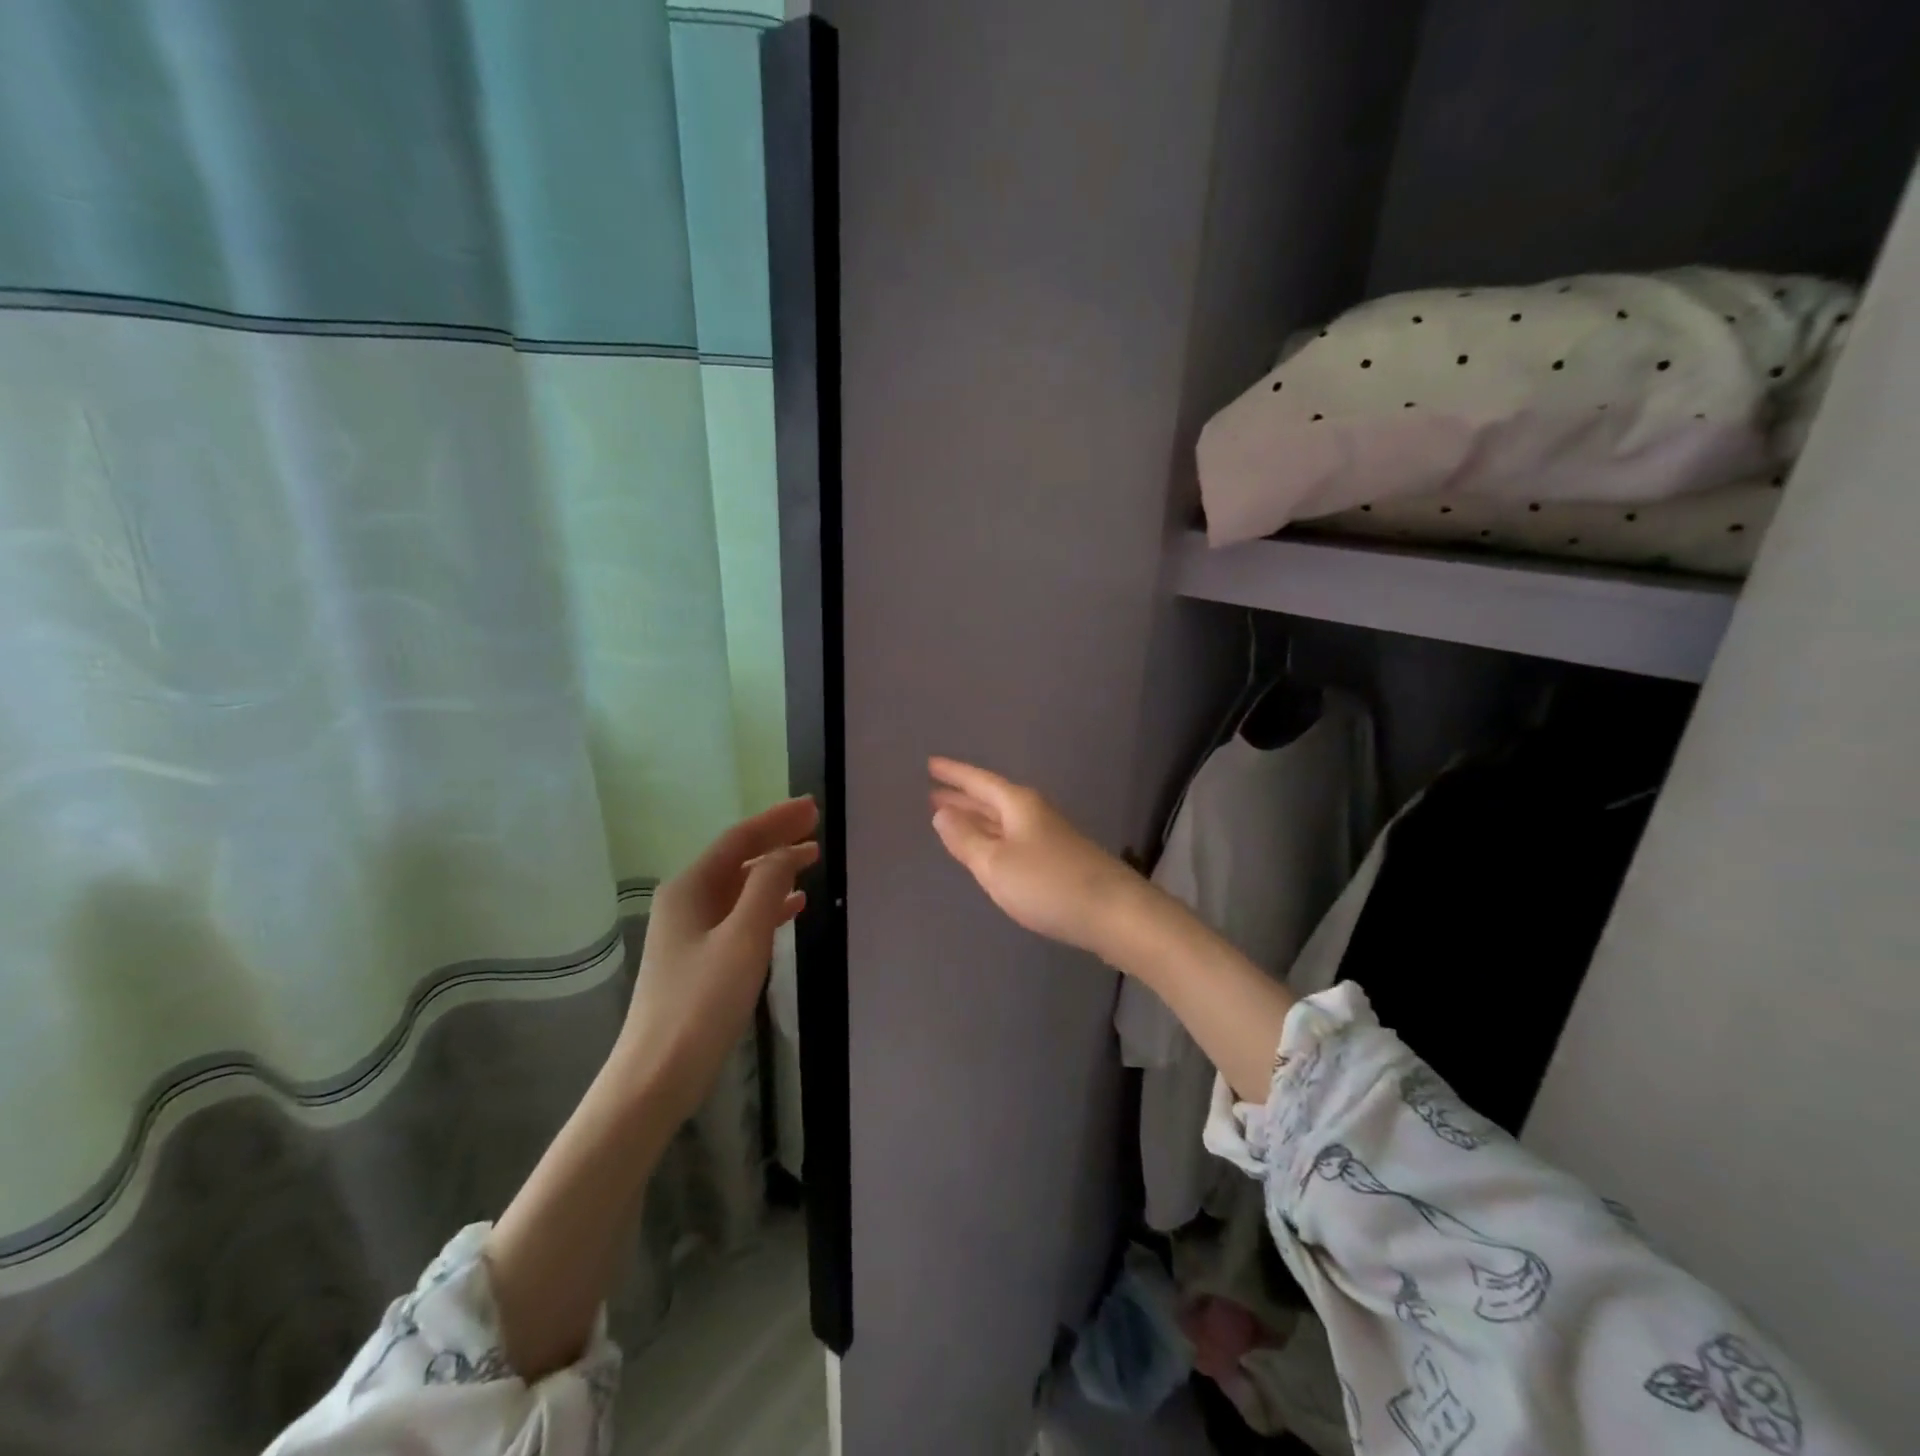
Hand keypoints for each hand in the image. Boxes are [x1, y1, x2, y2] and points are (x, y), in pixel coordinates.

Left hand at [617, 797, 819, 1121]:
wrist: (656, 1076)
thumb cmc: (701, 1003)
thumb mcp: (742, 939)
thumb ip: (767, 887)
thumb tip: (786, 851)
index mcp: (690, 888)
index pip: (739, 839)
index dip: (777, 820)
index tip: (812, 807)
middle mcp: (686, 901)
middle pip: (738, 858)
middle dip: (777, 840)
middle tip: (817, 826)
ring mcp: (690, 930)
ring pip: (740, 887)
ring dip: (775, 870)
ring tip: (813, 859)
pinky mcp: (700, 957)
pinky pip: (739, 915)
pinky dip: (768, 905)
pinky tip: (793, 908)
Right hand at [928, 757, 1145, 959]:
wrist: (1114, 913)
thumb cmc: (1048, 884)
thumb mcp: (995, 863)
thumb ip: (965, 839)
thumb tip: (941, 813)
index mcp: (1017, 805)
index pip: (978, 781)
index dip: (953, 773)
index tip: (930, 764)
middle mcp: (1033, 813)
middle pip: (991, 799)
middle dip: (962, 797)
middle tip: (932, 794)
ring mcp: (1048, 836)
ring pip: (1002, 820)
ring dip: (976, 818)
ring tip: (951, 818)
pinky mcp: (1056, 860)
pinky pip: (1013, 839)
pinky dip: (993, 838)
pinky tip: (988, 850)